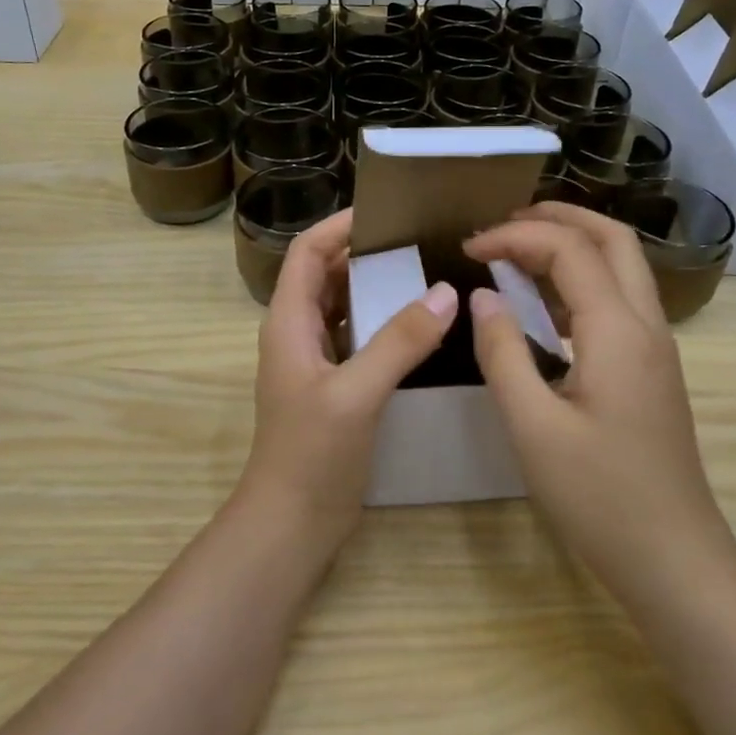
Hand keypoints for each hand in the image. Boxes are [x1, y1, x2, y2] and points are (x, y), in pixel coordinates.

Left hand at [240, 209, 457, 547]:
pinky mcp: (335, 386)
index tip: (384, 212)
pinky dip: (383, 324)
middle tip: (418, 240)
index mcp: (289, 322)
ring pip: (344, 307)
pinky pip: (358, 338)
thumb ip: (399, 341)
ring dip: (376, 288)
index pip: (307, 253)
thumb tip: (446, 292)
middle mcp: (298, 333)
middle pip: (326, 275)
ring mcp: (316, 362)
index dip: (338, 226)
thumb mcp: (357, 393)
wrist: (292, 523)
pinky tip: (421, 327)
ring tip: (426, 273)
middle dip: (364, 253)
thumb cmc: (312, 454)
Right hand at [463, 204, 735, 604]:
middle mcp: (646, 325)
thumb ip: (503, 352)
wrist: (674, 559)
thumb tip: (482, 295)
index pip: (568, 249)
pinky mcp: (652, 369)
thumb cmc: (599, 497)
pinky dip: (581, 279)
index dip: (514, 236)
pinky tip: (544, 304)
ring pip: (621, 266)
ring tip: (516, 249)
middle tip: (501, 224)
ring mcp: (656, 347)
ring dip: (572, 243)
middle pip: (611, 237)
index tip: (467, 250)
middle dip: (557, 216)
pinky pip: (619, 299)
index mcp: (617, 330)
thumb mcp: (532, 427)